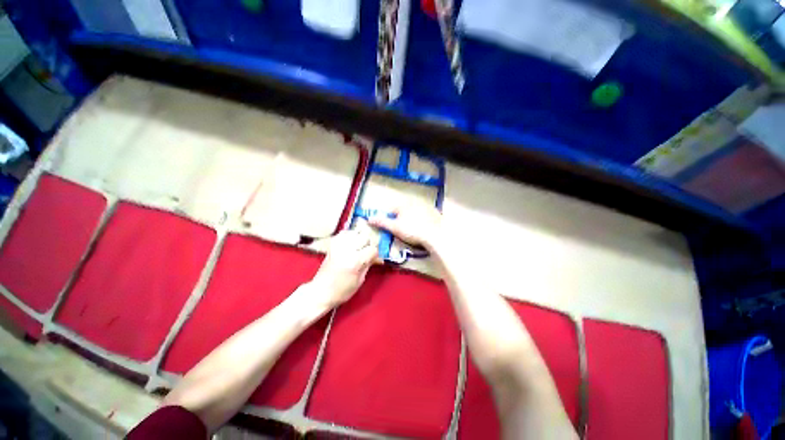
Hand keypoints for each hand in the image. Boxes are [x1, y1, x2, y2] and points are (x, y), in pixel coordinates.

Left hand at [308, 229, 377, 307]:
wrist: (320, 292)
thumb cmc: (342, 290)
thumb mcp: (360, 280)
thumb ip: (369, 264)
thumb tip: (378, 257)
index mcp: (355, 261)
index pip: (372, 249)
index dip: (375, 254)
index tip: (374, 258)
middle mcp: (347, 250)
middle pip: (365, 237)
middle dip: (368, 244)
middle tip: (366, 253)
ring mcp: (338, 246)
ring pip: (355, 232)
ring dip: (359, 239)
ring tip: (358, 248)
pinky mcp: (332, 245)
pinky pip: (344, 233)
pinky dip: (349, 236)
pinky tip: (350, 243)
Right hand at [368, 204, 443, 249]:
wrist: (435, 235)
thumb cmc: (413, 231)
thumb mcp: (395, 228)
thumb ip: (382, 222)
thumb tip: (369, 218)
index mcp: (403, 204)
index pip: (390, 209)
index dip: (389, 219)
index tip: (392, 228)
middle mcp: (414, 201)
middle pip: (402, 209)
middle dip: (400, 218)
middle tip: (403, 230)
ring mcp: (426, 205)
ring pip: (414, 211)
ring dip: (411, 218)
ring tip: (414, 230)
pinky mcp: (435, 212)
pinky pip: (425, 214)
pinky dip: (423, 219)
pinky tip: (424, 228)